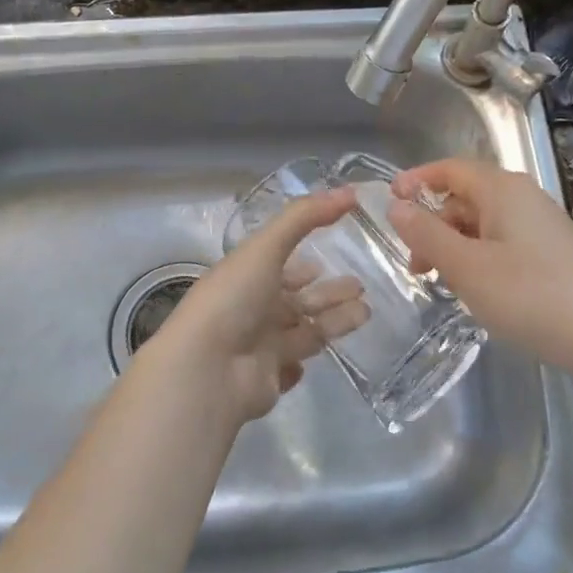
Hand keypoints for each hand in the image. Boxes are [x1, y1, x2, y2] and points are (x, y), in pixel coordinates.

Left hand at [150, 188, 369, 425]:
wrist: (207, 370)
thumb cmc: (234, 298)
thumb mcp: (267, 247)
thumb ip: (306, 216)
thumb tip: (351, 191)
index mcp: (247, 276)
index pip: (281, 266)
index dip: (305, 263)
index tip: (332, 255)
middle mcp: (252, 309)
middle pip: (298, 299)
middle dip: (329, 293)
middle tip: (361, 287)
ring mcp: (258, 346)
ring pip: (303, 331)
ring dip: (332, 322)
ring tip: (366, 312)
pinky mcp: (267, 380)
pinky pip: (289, 368)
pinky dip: (303, 360)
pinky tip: (324, 355)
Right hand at [386, 159, 572, 388]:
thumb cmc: (530, 296)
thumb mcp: (466, 267)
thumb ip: (426, 233)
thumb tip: (395, 206)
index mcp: (502, 189)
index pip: (449, 169)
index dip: (416, 181)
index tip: (388, 203)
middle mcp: (523, 197)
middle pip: (464, 197)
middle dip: (432, 224)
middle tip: (415, 265)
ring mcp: (542, 224)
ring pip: (482, 222)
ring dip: (454, 245)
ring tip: (442, 283)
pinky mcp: (553, 251)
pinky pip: (502, 241)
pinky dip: (478, 256)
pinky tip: (477, 289)